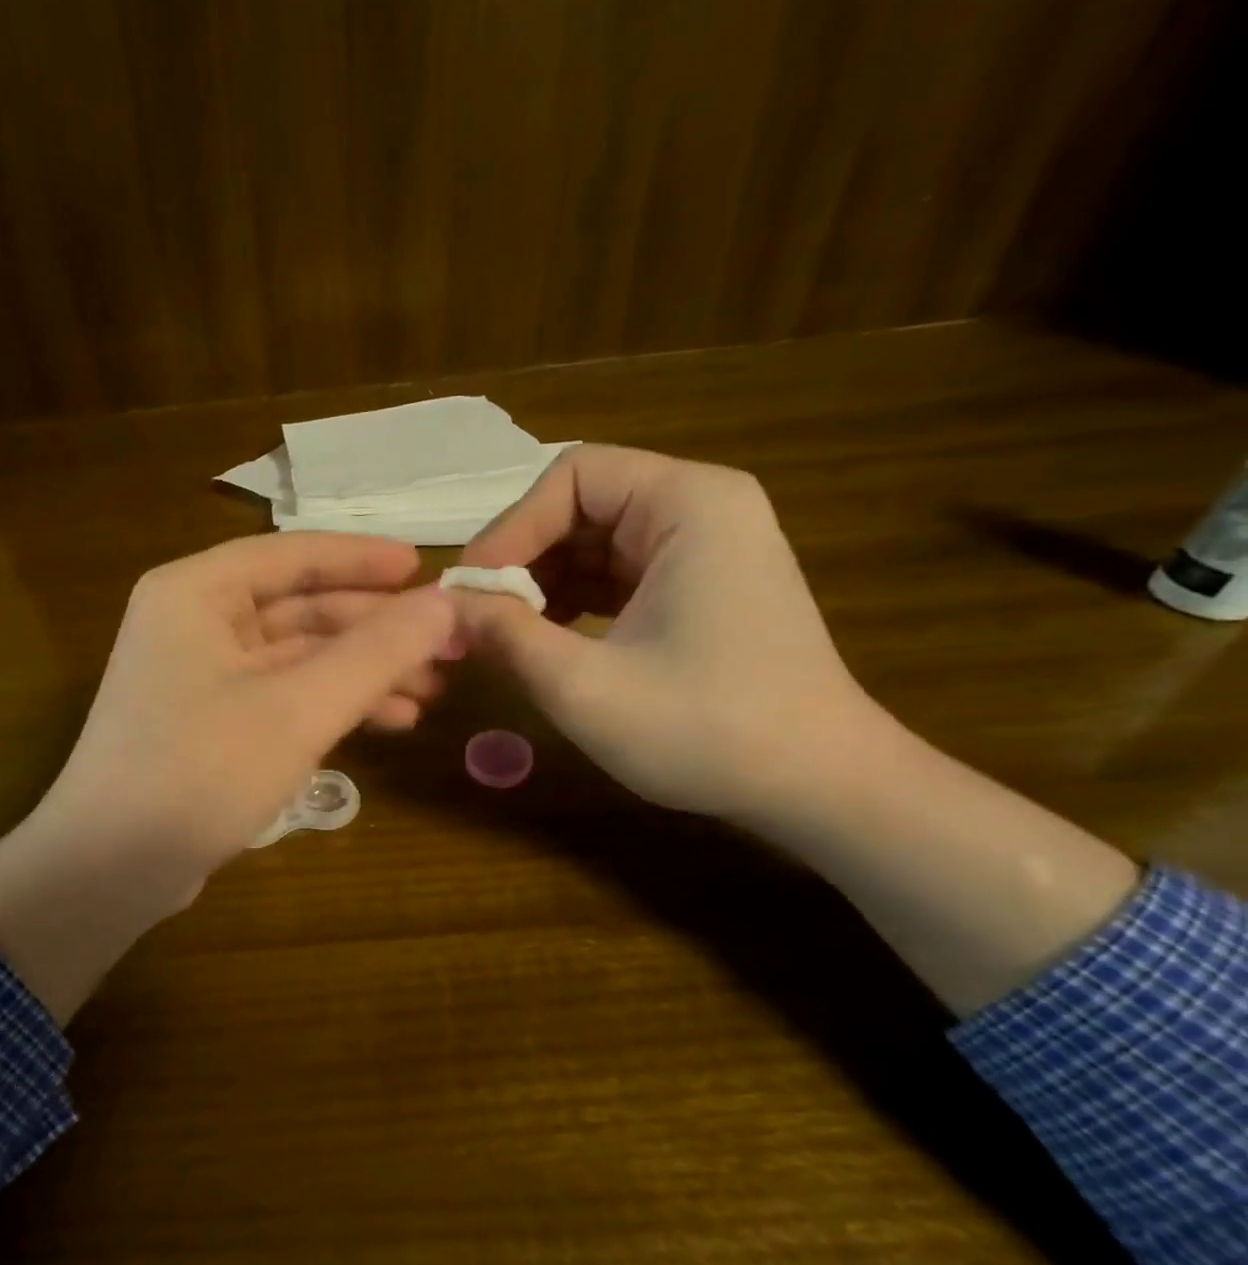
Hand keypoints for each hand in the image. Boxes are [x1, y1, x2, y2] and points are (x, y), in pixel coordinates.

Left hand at [0, 533, 455, 1018]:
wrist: (110, 869)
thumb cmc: (200, 771)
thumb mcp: (299, 708)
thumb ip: (376, 652)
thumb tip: (447, 604)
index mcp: (197, 592)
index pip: (294, 555)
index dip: (365, 560)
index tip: (429, 568)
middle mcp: (193, 621)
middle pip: (301, 607)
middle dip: (374, 629)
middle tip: (447, 644)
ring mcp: (199, 675)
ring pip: (297, 656)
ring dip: (362, 671)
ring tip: (432, 691)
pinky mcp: (210, 723)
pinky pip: (283, 695)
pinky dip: (332, 705)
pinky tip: (388, 723)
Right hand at [449, 443, 876, 820]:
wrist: (819, 787)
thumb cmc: (707, 731)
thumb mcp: (584, 687)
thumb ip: (505, 637)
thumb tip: (445, 608)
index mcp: (688, 504)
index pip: (572, 476)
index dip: (511, 528)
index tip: (471, 591)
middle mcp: (701, 508)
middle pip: (580, 505)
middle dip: (523, 560)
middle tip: (480, 618)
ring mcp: (704, 548)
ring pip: (592, 542)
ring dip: (541, 584)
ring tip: (507, 636)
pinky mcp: (699, 587)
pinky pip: (616, 573)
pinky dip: (572, 602)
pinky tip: (547, 642)